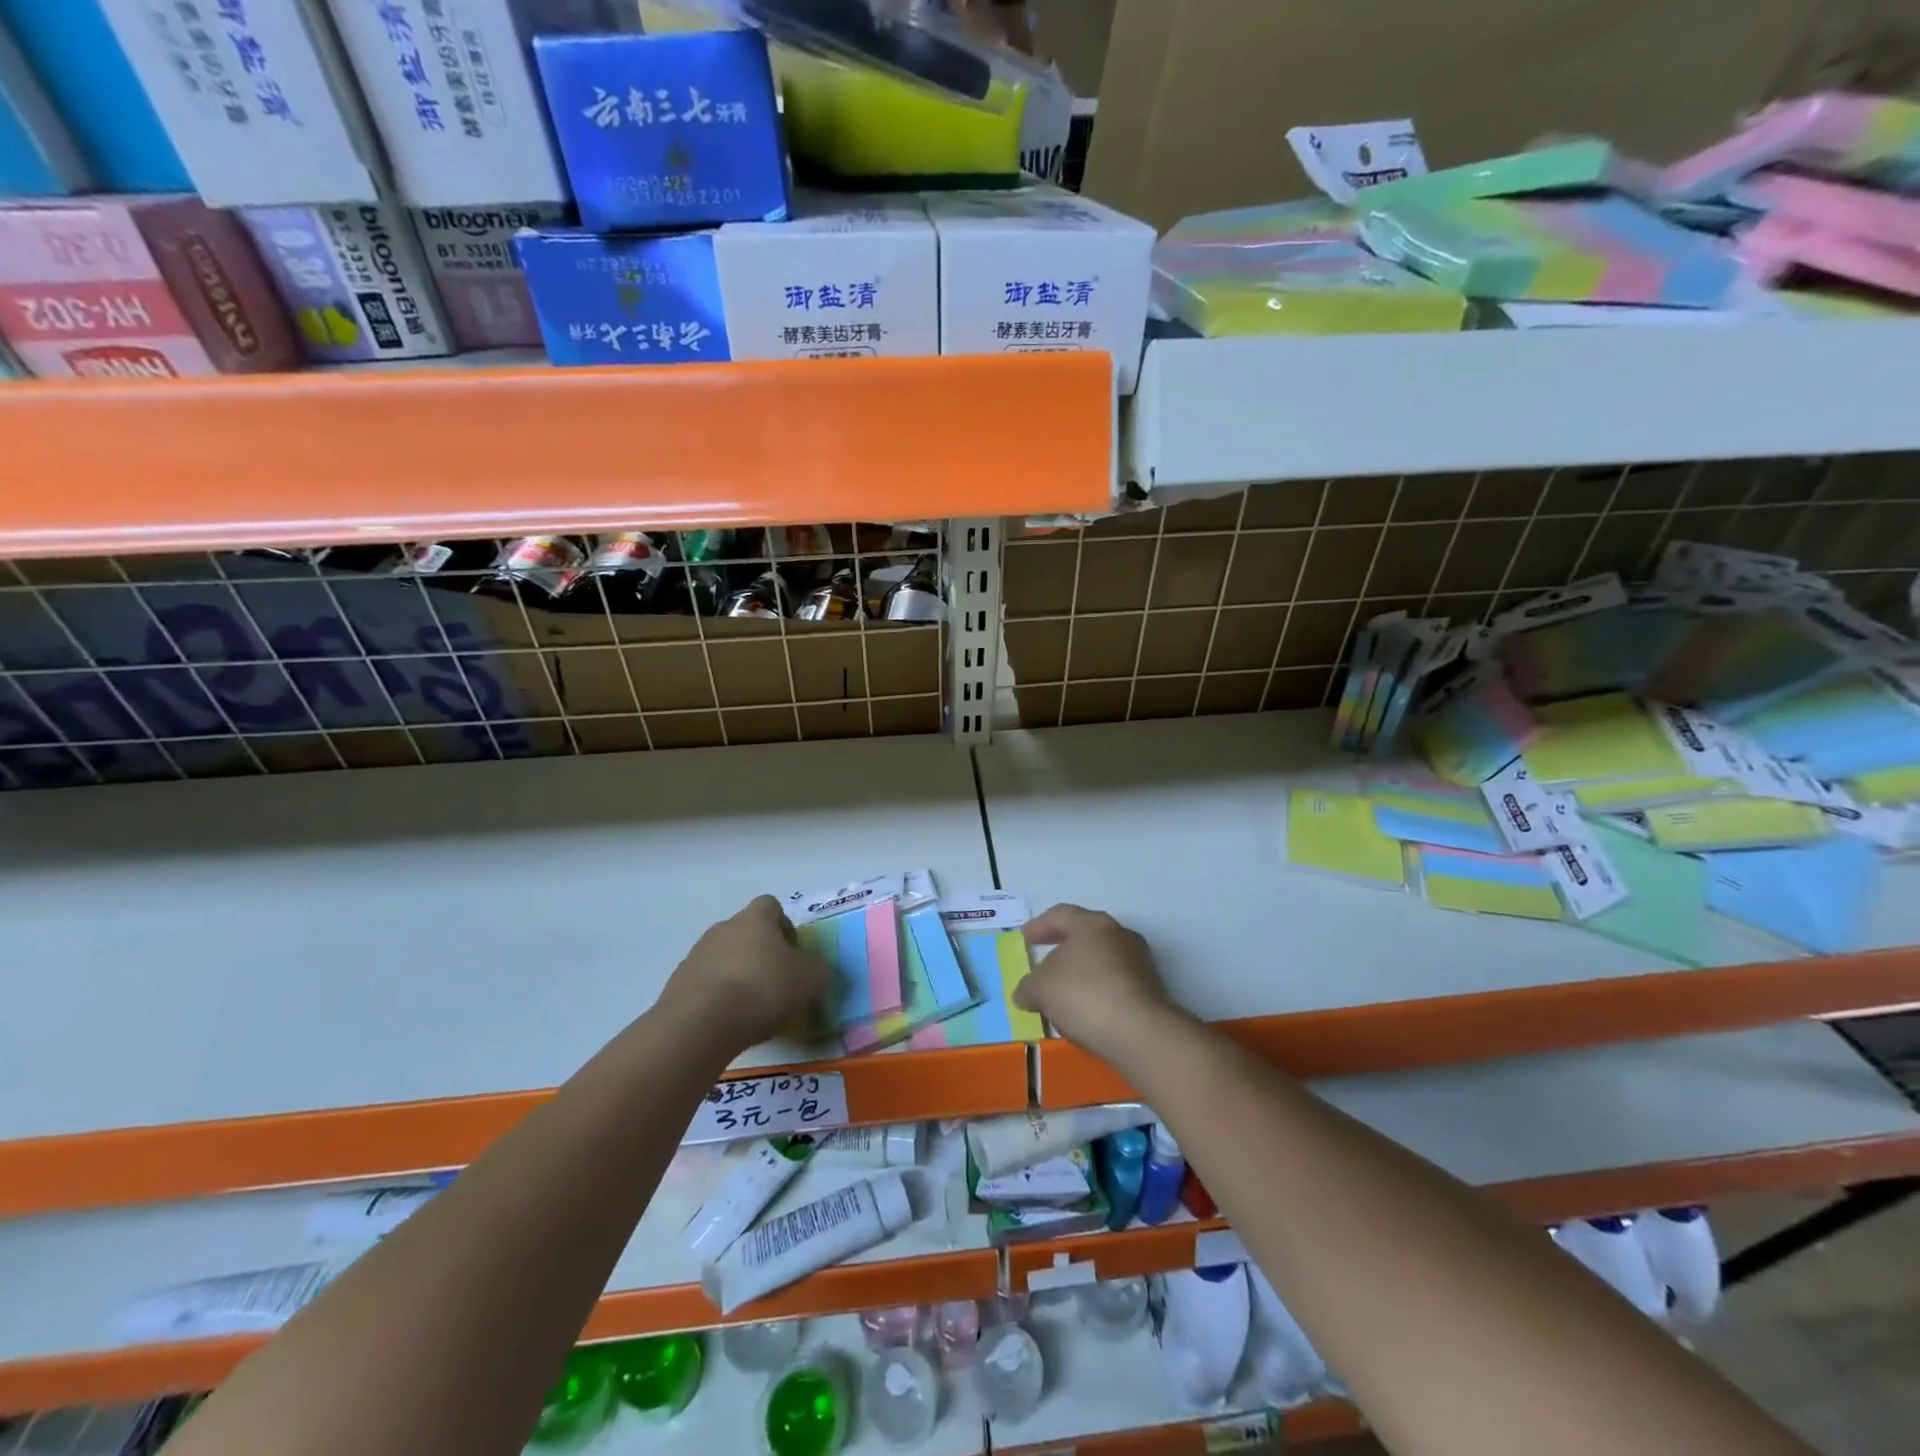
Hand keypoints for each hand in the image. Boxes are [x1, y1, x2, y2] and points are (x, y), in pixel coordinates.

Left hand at [661, 896, 832, 1055]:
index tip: (792, 953)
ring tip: (751, 1009)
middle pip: (745, 933)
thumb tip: (812, 968)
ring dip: (737, 976)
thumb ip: (816, 968)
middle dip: (760, 954)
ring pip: (724, 959)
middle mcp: (723, 928)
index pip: (771, 906)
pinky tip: (728, 1022)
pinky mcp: (677, 985)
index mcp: (755, 919)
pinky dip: (718, 999)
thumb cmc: (762, 988)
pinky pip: (705, 985)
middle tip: (775, 984)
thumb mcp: (810, 978)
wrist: (700, 1023)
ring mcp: (696, 955)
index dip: (784, 926)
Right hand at [1014, 904, 1182, 1065]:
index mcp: (1092, 924)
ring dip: (1082, 975)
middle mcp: (1119, 935)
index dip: (1040, 925)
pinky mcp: (1151, 991)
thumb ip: (1028, 987)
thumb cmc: (1084, 994)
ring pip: (1102, 962)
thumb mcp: (1040, 989)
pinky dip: (1098, 995)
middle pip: (1085, 936)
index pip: (1061, 914)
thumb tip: (1026, 993)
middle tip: (1044, 964)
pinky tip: (1085, 1015)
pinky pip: (1115, 986)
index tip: (1026, 938)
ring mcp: (1139, 963)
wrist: (1140, 1032)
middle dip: (1063, 950)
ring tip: (1063, 997)